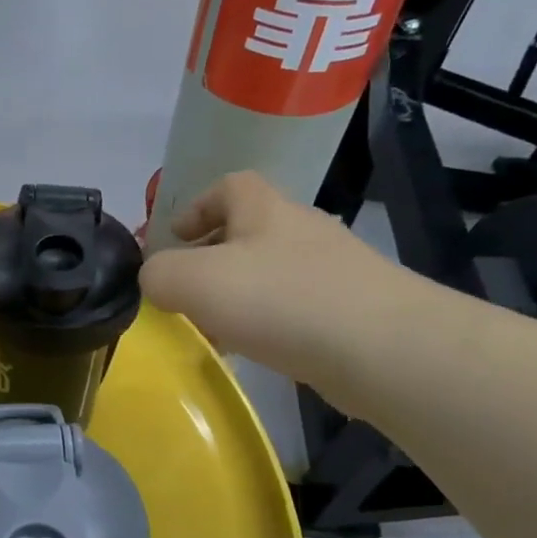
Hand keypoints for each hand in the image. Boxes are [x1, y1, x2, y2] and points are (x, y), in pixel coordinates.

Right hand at [140, 172, 426, 388]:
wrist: (381, 348)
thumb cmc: (279, 300)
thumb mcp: (193, 281)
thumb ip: (158, 274)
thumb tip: (155, 279)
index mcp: (264, 209)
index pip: (228, 186)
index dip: (196, 207)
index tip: (173, 239)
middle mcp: (300, 229)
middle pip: (248, 230)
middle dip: (212, 257)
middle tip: (186, 291)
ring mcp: (332, 269)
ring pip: (270, 273)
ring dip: (238, 294)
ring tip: (214, 328)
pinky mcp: (351, 309)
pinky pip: (294, 308)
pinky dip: (267, 323)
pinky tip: (255, 351)